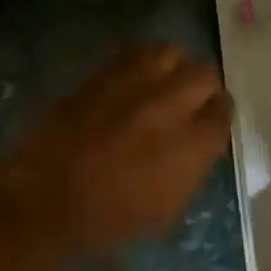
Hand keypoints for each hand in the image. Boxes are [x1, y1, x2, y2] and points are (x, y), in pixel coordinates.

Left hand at [0, 46, 230, 250]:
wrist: (48, 197)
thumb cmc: (110, 217)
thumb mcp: (167, 207)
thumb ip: (192, 167)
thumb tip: (200, 143)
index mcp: (190, 145)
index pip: (223, 113)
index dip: (219, 116)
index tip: (211, 121)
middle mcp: (168, 106)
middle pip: (204, 74)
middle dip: (203, 87)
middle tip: (193, 100)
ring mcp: (133, 84)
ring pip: (171, 52)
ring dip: (173, 67)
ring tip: (164, 81)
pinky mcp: (103, 74)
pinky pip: (134, 53)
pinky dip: (142, 62)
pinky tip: (135, 78)